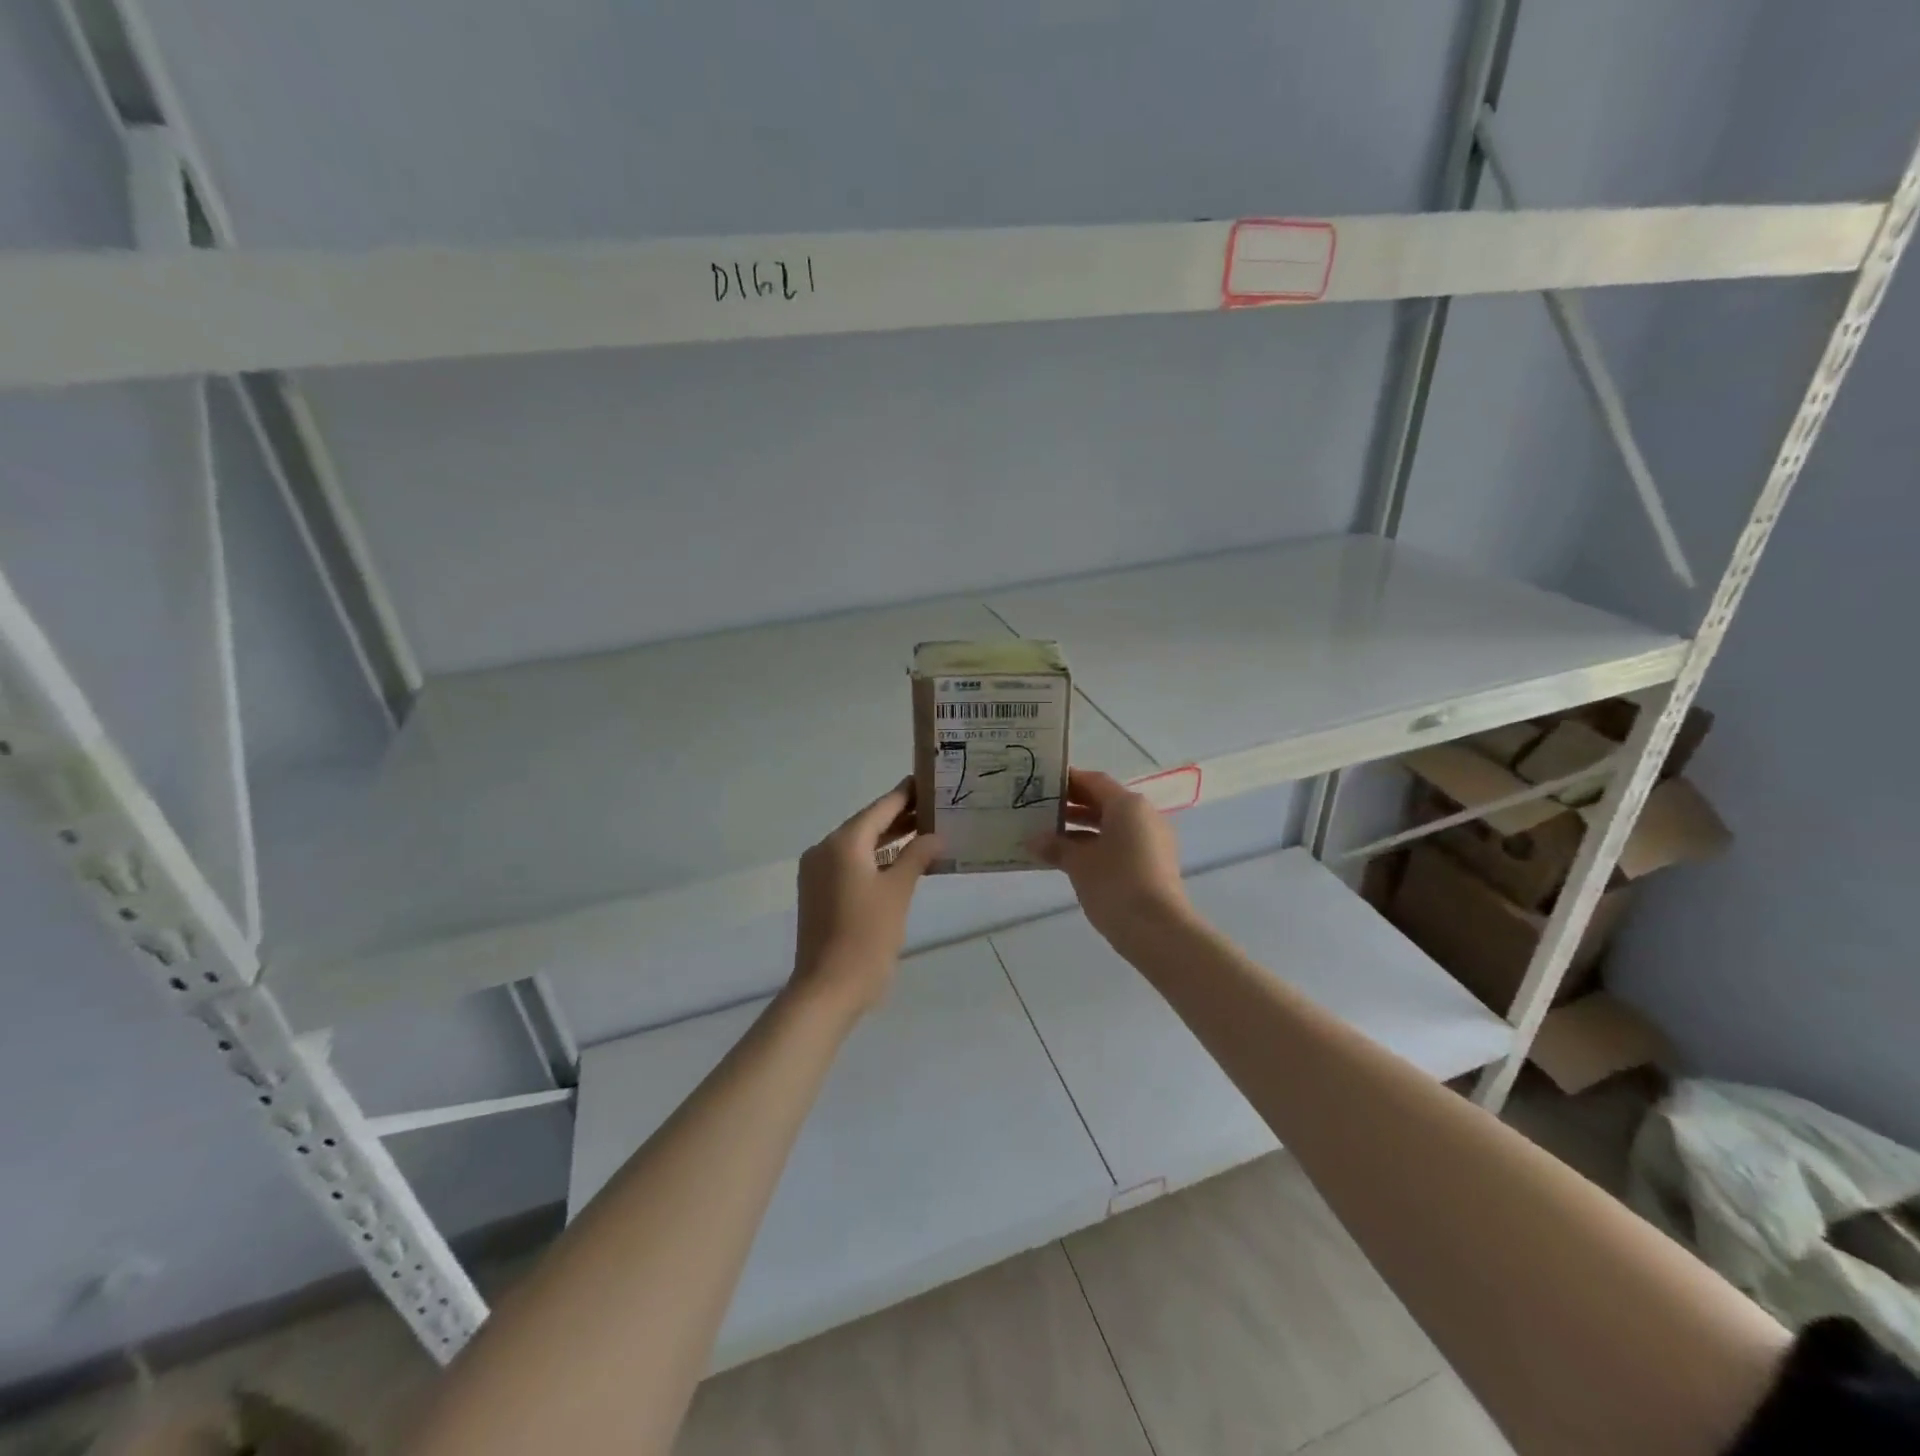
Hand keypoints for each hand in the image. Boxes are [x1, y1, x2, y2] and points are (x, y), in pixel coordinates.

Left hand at [790, 779, 940, 1018]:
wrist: (828, 988)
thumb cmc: (866, 936)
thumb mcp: (898, 892)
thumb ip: (916, 857)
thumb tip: (935, 836)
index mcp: (843, 843)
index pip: (880, 808)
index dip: (905, 794)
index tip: (928, 781)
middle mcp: (825, 850)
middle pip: (868, 824)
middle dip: (900, 816)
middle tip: (936, 807)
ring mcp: (818, 872)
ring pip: (860, 845)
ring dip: (889, 839)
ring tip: (926, 831)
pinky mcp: (819, 892)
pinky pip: (851, 864)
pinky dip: (876, 859)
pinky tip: (902, 861)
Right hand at [1029, 768, 1191, 946]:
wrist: (1158, 930)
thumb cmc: (1115, 884)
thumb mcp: (1079, 863)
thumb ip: (1056, 846)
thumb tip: (1034, 840)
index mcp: (1128, 805)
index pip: (1094, 781)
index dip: (1068, 781)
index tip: (1042, 785)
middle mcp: (1144, 816)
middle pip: (1104, 802)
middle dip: (1073, 806)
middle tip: (1040, 811)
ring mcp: (1152, 841)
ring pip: (1112, 825)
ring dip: (1083, 829)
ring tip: (1050, 837)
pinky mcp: (1154, 864)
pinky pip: (1121, 844)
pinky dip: (1097, 846)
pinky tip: (1072, 860)